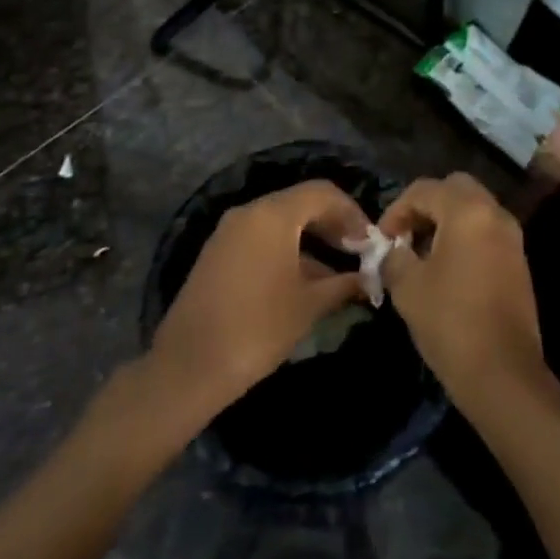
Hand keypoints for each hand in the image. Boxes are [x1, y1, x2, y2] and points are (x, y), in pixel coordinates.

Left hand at [145, 180, 370, 422]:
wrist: (189, 366)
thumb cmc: (258, 328)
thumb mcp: (309, 305)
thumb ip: (343, 284)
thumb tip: (368, 279)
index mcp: (273, 214)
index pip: (322, 193)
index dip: (352, 213)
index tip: (370, 241)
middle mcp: (249, 212)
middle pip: (300, 202)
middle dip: (332, 223)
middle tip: (357, 251)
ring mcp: (229, 231)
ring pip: (280, 220)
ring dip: (311, 237)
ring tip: (336, 269)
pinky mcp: (217, 252)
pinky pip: (261, 237)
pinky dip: (287, 248)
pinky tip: (303, 279)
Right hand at [377, 174, 547, 412]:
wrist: (503, 374)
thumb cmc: (450, 321)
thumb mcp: (407, 286)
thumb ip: (393, 256)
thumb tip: (391, 250)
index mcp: (467, 211)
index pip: (424, 189)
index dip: (396, 210)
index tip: (381, 240)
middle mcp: (495, 213)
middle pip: (454, 189)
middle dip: (425, 206)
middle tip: (405, 236)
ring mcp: (512, 238)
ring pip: (473, 210)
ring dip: (445, 221)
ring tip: (420, 255)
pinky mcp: (518, 262)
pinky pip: (485, 232)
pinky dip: (464, 237)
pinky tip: (445, 270)